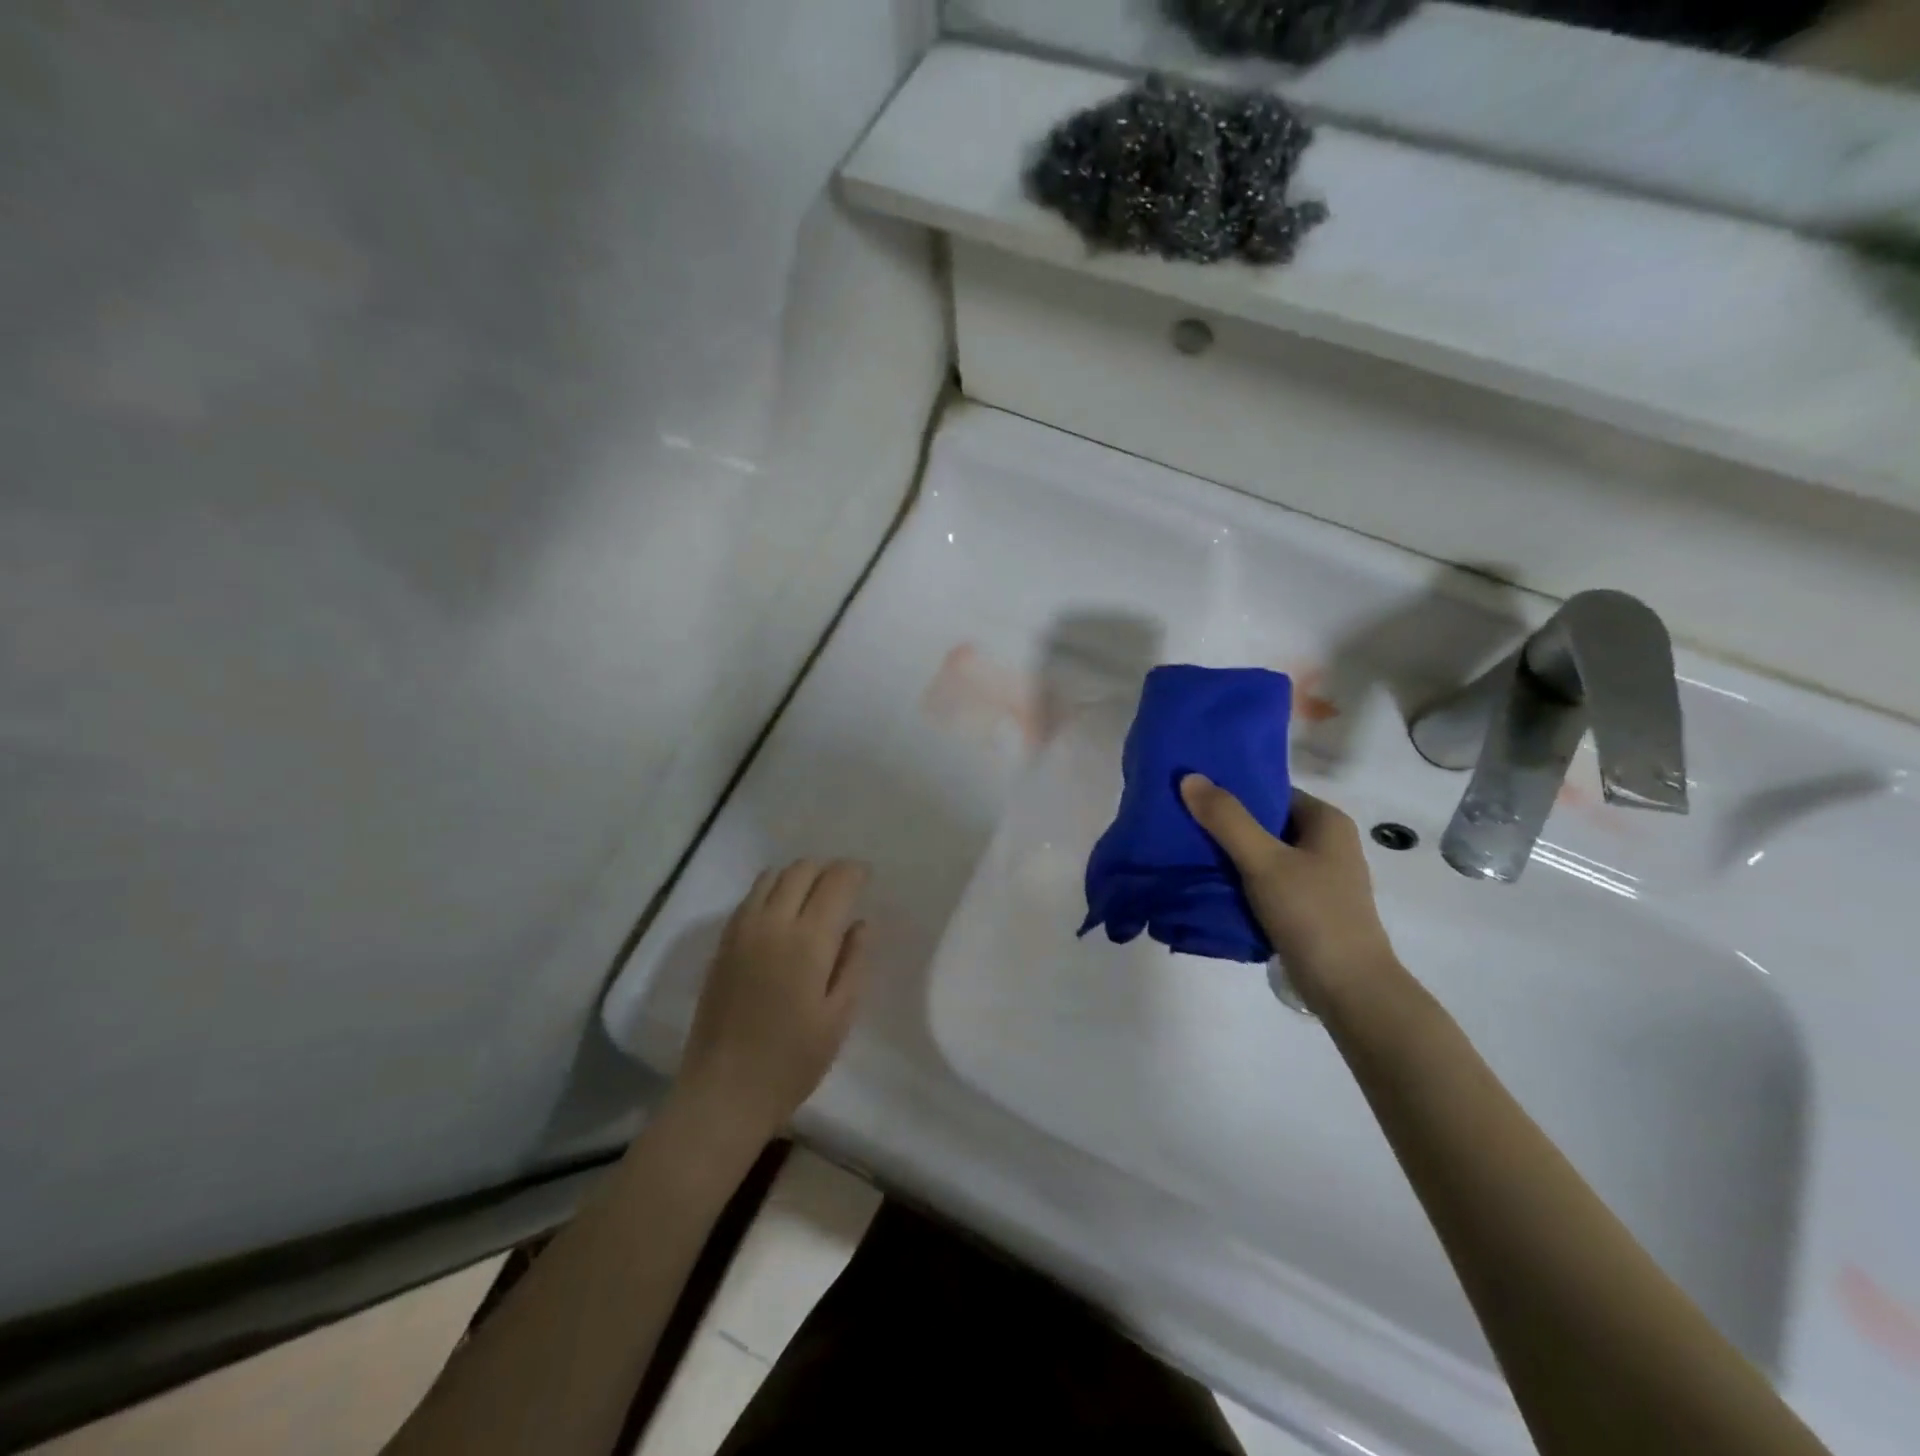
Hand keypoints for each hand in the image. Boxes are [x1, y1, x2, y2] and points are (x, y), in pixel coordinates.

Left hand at [675, 860, 872, 1139]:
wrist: (723, 1092)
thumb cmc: (792, 1061)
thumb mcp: (839, 1016)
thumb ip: (853, 962)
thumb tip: (861, 924)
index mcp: (809, 941)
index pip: (836, 882)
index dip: (854, 872)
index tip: (867, 878)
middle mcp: (773, 923)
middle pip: (802, 869)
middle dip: (827, 870)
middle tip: (844, 888)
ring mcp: (742, 930)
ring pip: (772, 876)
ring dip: (798, 876)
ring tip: (813, 897)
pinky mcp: (723, 944)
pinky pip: (750, 897)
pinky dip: (772, 890)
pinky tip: (782, 914)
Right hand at [1180, 777, 1399, 1011]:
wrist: (1349, 989)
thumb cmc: (1311, 914)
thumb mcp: (1264, 861)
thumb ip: (1226, 819)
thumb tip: (1190, 777)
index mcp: (1327, 821)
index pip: (1272, 791)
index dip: (1233, 790)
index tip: (1193, 793)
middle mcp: (1328, 843)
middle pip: (1266, 822)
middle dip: (1226, 823)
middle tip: (1182, 822)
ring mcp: (1320, 878)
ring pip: (1265, 853)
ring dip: (1231, 854)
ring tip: (1187, 850)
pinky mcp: (1309, 907)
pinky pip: (1268, 881)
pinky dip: (1242, 880)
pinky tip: (1211, 884)